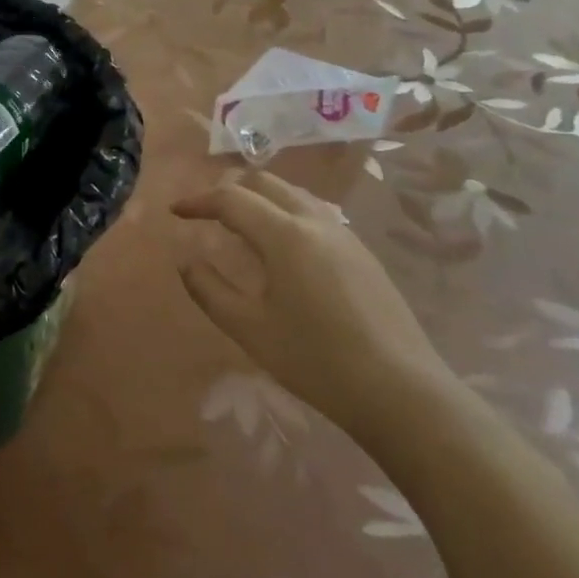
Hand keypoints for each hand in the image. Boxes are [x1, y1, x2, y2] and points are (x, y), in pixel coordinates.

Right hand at [172, 171, 457, 442]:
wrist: (402, 394)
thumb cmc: (316, 361)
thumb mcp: (249, 328)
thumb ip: (209, 289)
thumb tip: (186, 262)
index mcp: (285, 235)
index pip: (232, 199)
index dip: (198, 201)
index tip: (175, 212)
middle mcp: (316, 223)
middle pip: (266, 184)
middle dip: (230, 191)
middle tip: (206, 214)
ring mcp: (346, 237)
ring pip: (295, 196)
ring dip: (261, 199)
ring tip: (241, 225)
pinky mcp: (364, 256)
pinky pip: (316, 215)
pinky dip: (286, 214)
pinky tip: (283, 249)